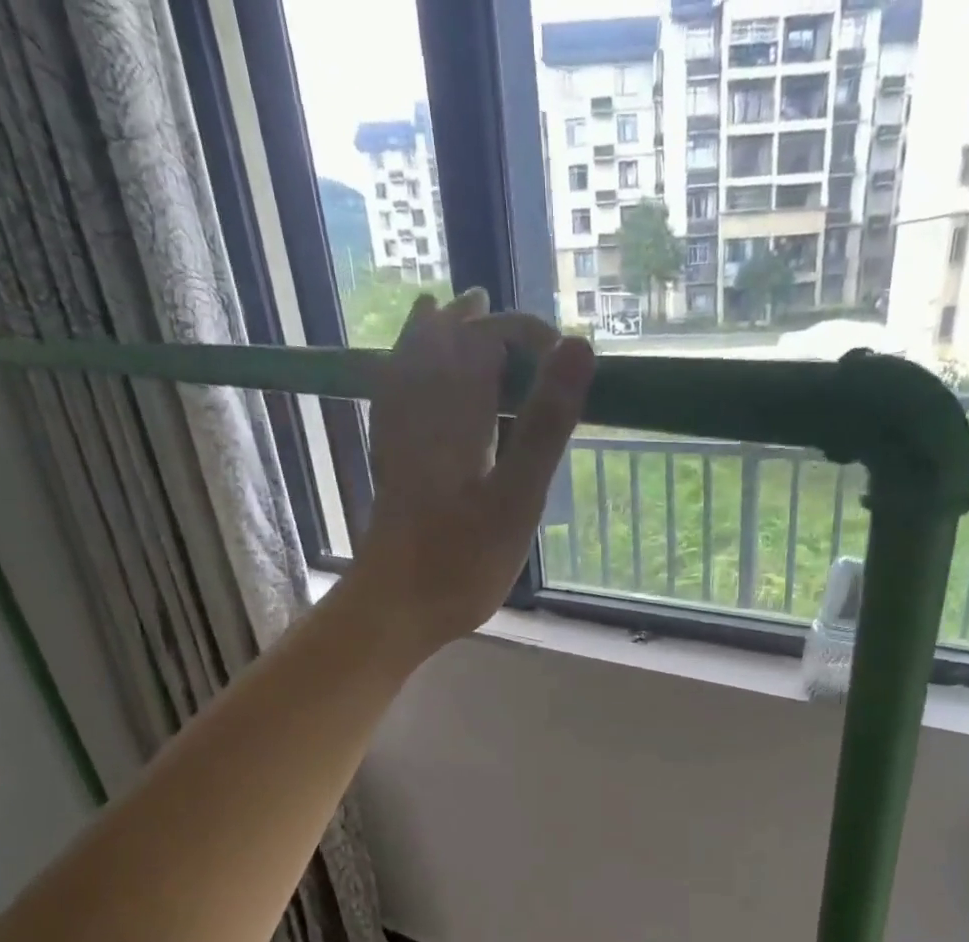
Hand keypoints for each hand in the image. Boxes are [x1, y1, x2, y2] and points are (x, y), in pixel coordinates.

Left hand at [351, 289, 593, 653]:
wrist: (396, 606)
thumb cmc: (462, 560)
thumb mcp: (518, 497)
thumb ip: (546, 423)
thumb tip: (578, 347)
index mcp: (456, 410)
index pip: (490, 340)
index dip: (530, 337)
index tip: (568, 363)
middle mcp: (421, 410)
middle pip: (445, 342)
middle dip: (481, 323)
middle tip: (515, 323)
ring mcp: (399, 435)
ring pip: (411, 363)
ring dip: (436, 333)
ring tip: (453, 309)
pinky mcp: (390, 462)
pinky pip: (393, 395)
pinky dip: (404, 369)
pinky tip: (405, 372)